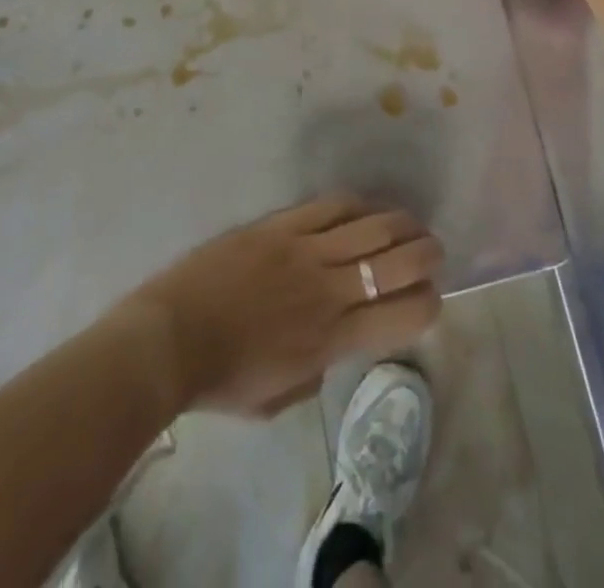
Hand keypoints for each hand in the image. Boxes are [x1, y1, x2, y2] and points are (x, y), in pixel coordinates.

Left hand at [137, 194, 442, 417]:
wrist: (170, 339)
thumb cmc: (222, 380)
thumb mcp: (280, 398)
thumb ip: (318, 369)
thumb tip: (334, 343)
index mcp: (332, 338)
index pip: (403, 314)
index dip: (428, 304)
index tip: (430, 298)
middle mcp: (330, 289)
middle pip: (399, 260)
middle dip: (427, 254)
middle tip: (433, 252)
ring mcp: (306, 250)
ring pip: (372, 226)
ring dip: (402, 224)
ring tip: (411, 224)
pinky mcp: (283, 225)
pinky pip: (331, 206)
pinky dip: (357, 205)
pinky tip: (366, 207)